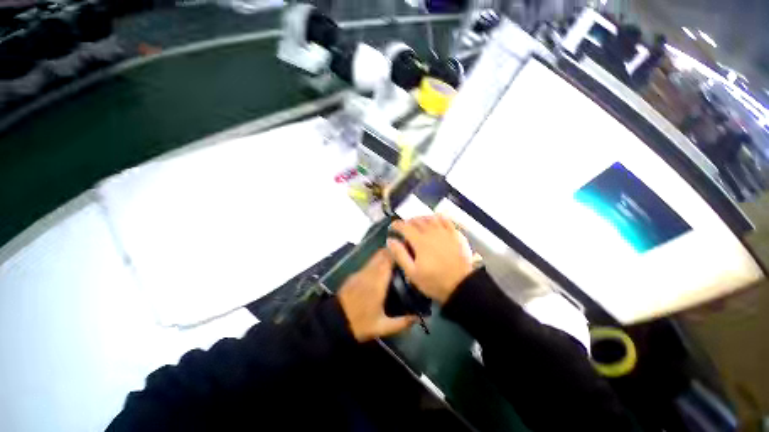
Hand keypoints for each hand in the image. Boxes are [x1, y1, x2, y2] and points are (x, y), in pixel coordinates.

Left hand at [338, 250, 417, 341]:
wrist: (334, 322)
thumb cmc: (359, 323)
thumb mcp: (382, 327)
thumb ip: (401, 322)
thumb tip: (417, 317)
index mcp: (378, 282)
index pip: (389, 259)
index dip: (399, 253)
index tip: (409, 252)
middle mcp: (369, 272)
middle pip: (382, 254)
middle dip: (394, 252)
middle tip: (405, 257)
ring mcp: (360, 272)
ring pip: (375, 257)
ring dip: (386, 255)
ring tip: (396, 261)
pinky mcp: (355, 274)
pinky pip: (369, 263)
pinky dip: (377, 262)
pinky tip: (382, 270)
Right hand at [387, 215, 473, 304]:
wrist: (461, 285)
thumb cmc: (434, 281)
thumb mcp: (412, 272)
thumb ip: (400, 255)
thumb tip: (390, 240)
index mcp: (420, 241)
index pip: (405, 227)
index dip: (397, 225)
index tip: (392, 227)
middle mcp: (432, 232)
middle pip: (417, 220)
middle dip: (408, 222)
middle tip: (404, 227)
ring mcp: (445, 232)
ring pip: (430, 218)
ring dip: (421, 218)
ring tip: (417, 223)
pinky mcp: (455, 234)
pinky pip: (445, 219)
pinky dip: (437, 217)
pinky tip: (435, 220)